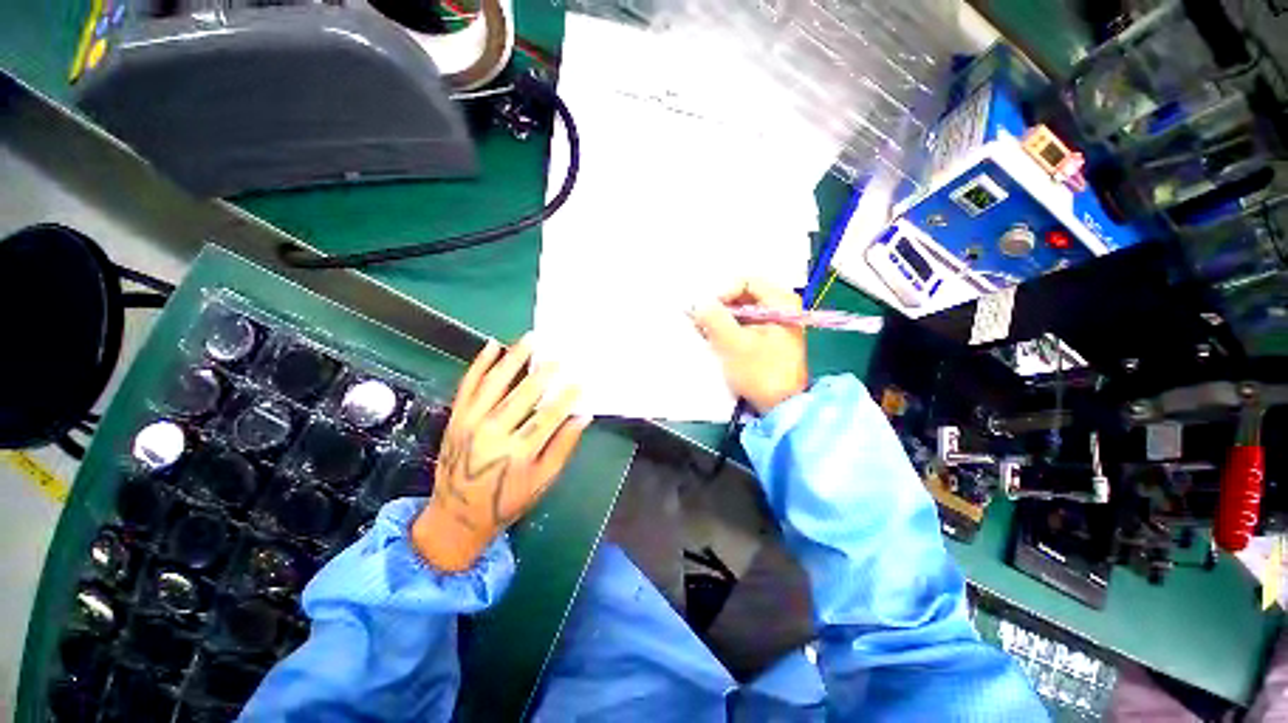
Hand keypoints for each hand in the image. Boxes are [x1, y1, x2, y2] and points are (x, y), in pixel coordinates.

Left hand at [412, 334, 589, 571]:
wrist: (456, 516)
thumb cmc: (507, 501)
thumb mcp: (542, 481)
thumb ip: (563, 447)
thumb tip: (582, 417)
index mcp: (516, 453)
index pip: (547, 417)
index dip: (566, 398)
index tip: (580, 382)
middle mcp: (491, 434)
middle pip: (522, 396)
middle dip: (543, 373)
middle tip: (558, 356)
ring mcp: (469, 423)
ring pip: (494, 383)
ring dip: (513, 358)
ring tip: (529, 339)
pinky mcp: (455, 418)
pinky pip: (468, 385)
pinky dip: (479, 364)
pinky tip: (492, 345)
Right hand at [690, 279, 808, 414]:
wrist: (782, 407)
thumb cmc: (761, 373)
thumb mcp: (733, 344)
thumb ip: (713, 318)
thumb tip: (697, 303)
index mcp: (781, 302)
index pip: (746, 281)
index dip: (722, 293)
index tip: (707, 310)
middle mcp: (781, 308)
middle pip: (743, 297)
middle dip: (720, 308)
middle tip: (701, 321)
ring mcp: (775, 325)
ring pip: (741, 313)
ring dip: (721, 321)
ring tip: (705, 333)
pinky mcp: (768, 340)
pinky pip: (744, 326)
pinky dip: (728, 331)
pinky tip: (715, 342)